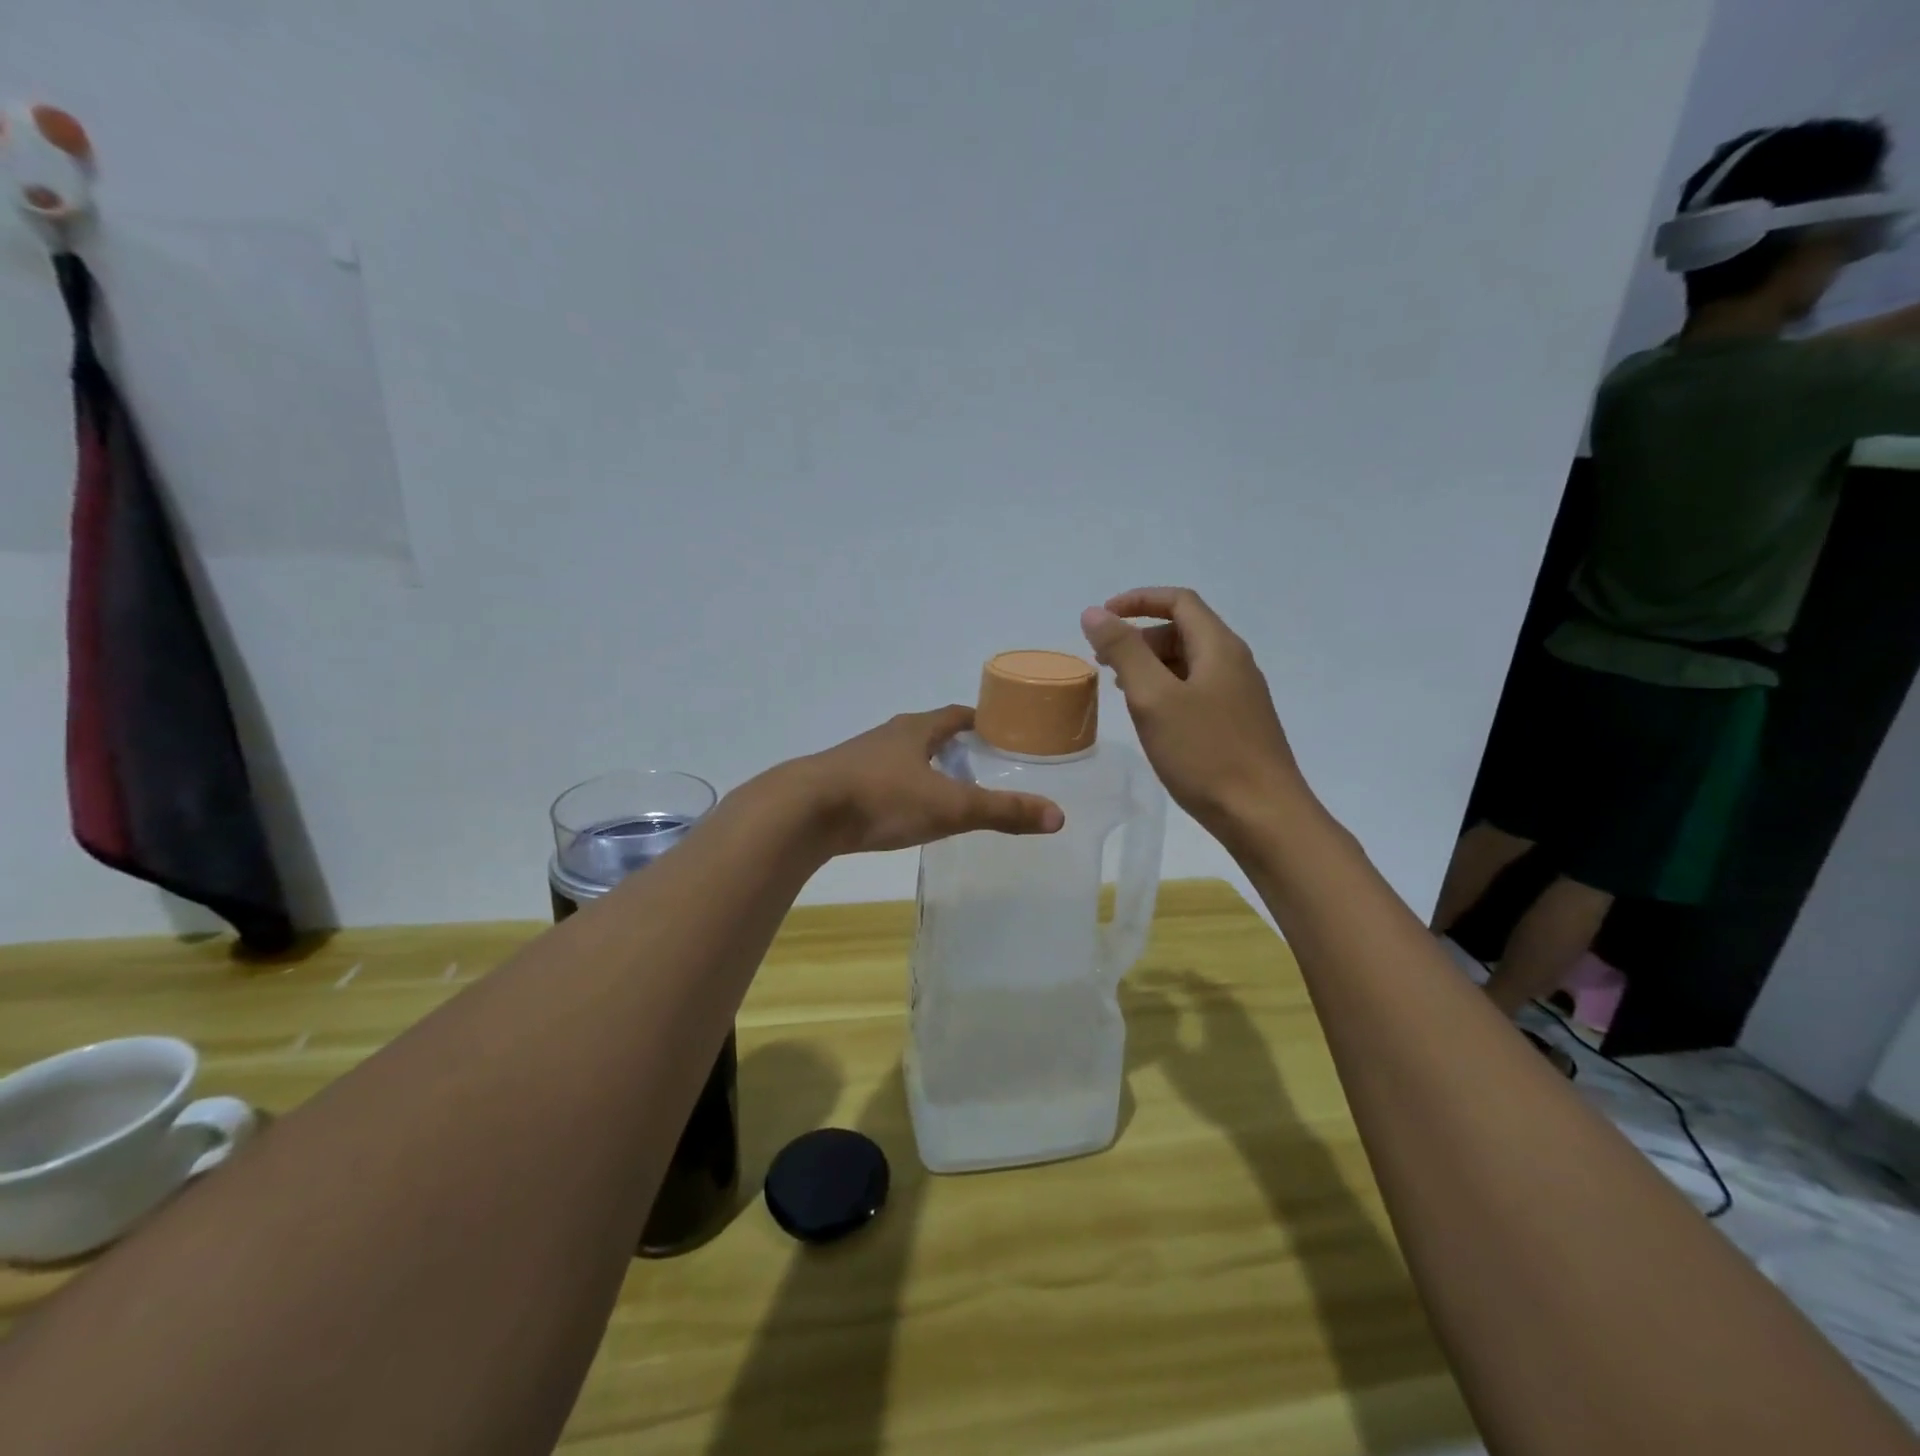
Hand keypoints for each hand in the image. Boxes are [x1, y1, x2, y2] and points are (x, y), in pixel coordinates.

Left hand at [791, 706, 1064, 855]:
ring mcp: (859, 758)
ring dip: (925, 768)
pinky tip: (902, 812)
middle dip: (955, 747)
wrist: (802, 812)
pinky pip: (880, 780)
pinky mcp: (839, 783)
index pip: (956, 715)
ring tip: (946, 792)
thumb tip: (1057, 816)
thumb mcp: (949, 807)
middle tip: (981, 768)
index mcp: (916, 729)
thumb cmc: (882, 798)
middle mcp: (888, 735)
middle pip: (929, 733)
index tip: (1001, 734)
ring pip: (902, 757)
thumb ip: (1002, 812)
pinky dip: (899, 789)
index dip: (981, 721)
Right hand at [1081, 587, 1303, 842]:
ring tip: (1119, 687)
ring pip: (1190, 662)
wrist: (1263, 815)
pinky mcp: (1238, 723)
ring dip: (1152, 664)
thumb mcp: (1154, 698)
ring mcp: (1240, 695)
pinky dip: (1167, 689)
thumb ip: (1125, 651)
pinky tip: (1151, 717)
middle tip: (1104, 660)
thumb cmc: (1206, 754)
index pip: (1179, 602)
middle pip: (1184, 630)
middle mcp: (1235, 663)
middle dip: (1140, 636)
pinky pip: (1197, 690)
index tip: (1102, 617)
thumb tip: (1095, 613)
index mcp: (1219, 648)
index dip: (1138, 601)